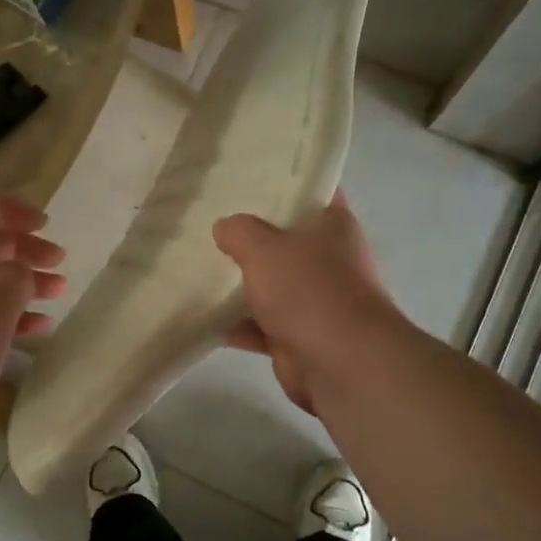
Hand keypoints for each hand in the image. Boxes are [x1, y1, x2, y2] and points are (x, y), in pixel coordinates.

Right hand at [213, 192, 400, 417]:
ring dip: (240, 283)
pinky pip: (262, 324)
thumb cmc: (309, 290)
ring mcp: (316, 300)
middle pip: (285, 239)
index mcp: (334, 226)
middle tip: (210, 222)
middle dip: (250, 236)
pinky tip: (202, 316)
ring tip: (198, 267)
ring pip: (271, 284)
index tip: (248, 176)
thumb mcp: (264, 247)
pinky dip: (237, 324)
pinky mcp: (300, 336)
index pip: (313, 190)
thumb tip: (225, 227)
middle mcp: (330, 260)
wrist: (342, 365)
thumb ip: (239, 231)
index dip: (285, 180)